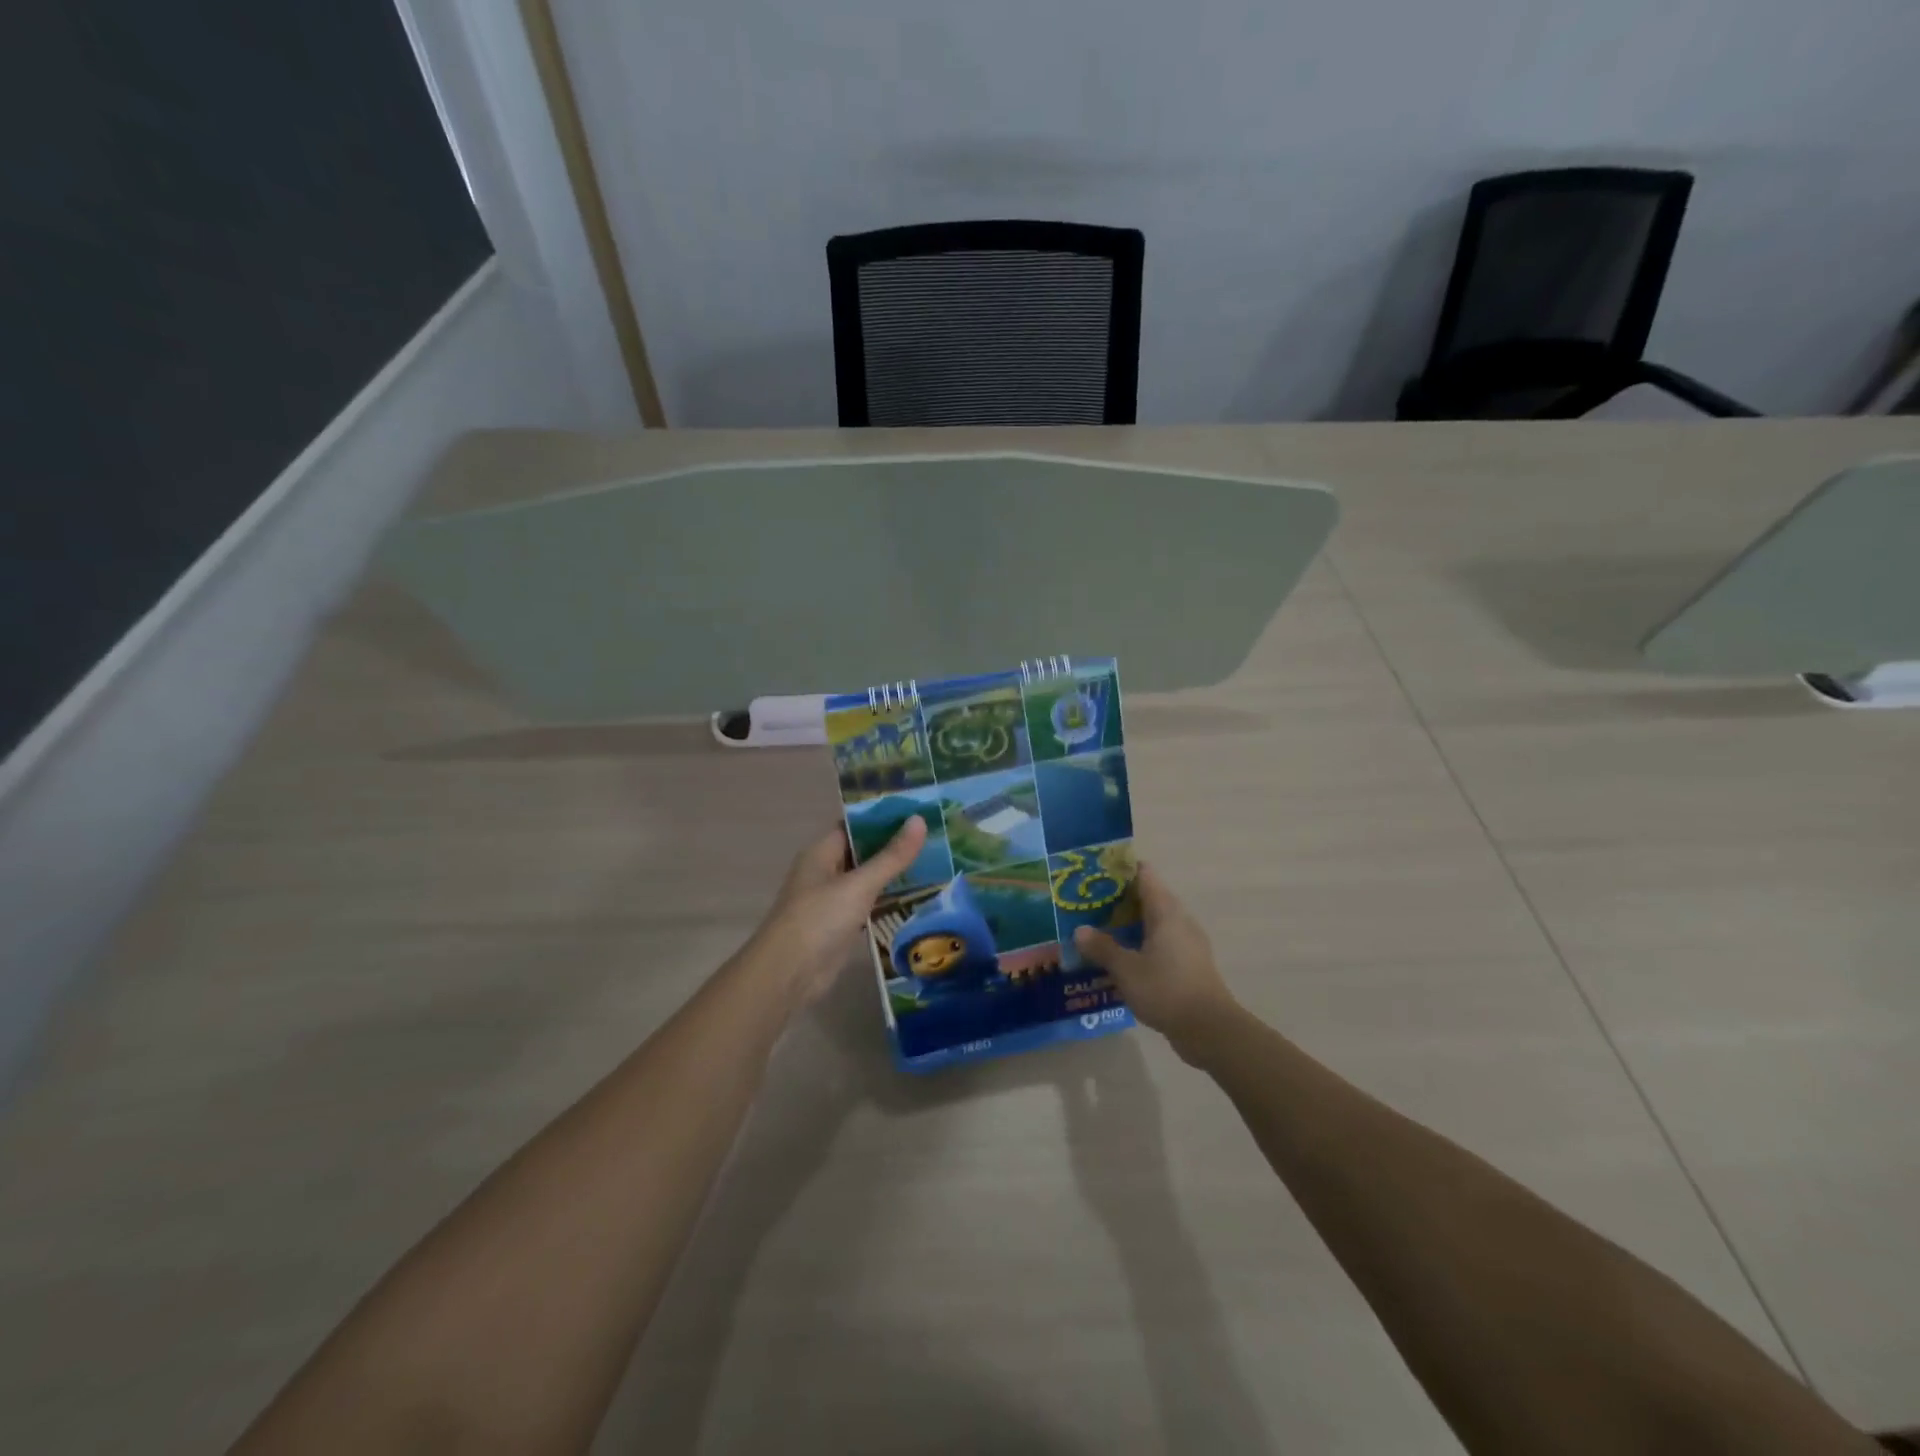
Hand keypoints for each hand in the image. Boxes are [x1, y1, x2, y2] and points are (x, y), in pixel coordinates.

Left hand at [738, 816, 928, 1011]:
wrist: (789, 975)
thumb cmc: (819, 919)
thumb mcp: (859, 884)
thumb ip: (891, 856)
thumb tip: (920, 820)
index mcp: (822, 852)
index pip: (855, 825)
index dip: (884, 817)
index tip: (919, 811)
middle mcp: (826, 871)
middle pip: (864, 851)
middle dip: (895, 845)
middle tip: (936, 837)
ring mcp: (832, 900)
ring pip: (868, 879)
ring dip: (895, 874)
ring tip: (935, 863)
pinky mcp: (841, 926)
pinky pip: (869, 905)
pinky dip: (889, 900)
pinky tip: (918, 897)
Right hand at [1072, 865, 1239, 1059]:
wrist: (1210, 1030)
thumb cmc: (1167, 990)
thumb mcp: (1126, 969)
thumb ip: (1102, 948)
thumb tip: (1080, 930)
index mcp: (1166, 912)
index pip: (1144, 874)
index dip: (1121, 869)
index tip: (1096, 873)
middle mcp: (1179, 920)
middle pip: (1148, 897)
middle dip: (1119, 900)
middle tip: (1088, 904)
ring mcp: (1187, 943)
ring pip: (1154, 923)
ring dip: (1129, 925)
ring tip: (1098, 931)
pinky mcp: (1189, 965)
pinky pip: (1160, 944)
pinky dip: (1140, 945)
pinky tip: (1120, 959)